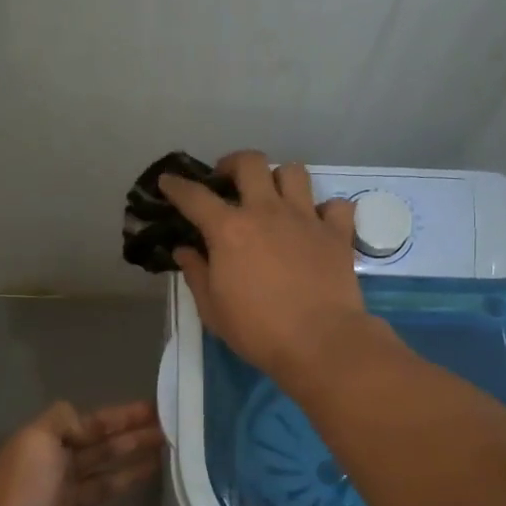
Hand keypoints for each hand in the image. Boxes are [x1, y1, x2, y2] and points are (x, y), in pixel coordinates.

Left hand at [0, 400, 161, 505]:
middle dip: (134, 441)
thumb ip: (61, 420)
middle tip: (169, 435)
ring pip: (104, 484)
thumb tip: (83, 419)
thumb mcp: (37, 440)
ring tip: (162, 464)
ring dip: (130, 473)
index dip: (122, 417)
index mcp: (48, 447)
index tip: (154, 410)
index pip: (92, 425)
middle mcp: (57, 472)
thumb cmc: (25, 491)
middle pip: (102, 452)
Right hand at [160, 150, 370, 380]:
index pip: (195, 196)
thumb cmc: (258, 330)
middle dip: (233, 164)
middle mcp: (267, 212)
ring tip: (274, 197)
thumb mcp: (213, 309)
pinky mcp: (337, 233)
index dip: (176, 186)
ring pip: (294, 172)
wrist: (320, 342)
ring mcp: (305, 218)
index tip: (168, 181)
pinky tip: (317, 224)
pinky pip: (336, 205)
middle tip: (227, 182)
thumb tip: (184, 251)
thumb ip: (196, 274)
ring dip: (279, 179)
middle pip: (250, 163)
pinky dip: (326, 210)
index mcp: (229, 230)